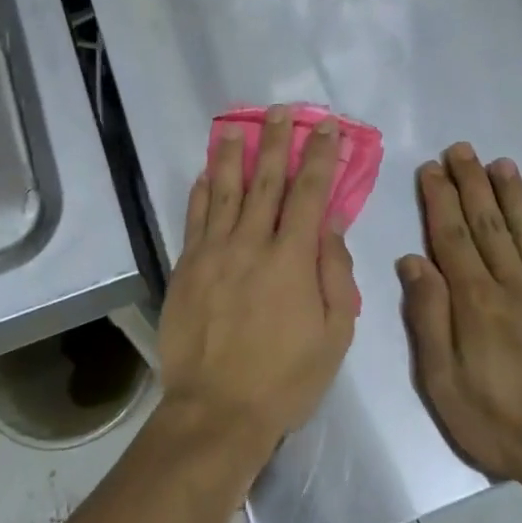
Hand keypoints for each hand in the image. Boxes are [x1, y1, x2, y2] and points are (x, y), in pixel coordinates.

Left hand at [157, 107, 360, 464]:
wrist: (216, 411)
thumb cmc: (284, 379)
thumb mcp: (334, 336)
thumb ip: (335, 274)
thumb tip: (329, 224)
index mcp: (292, 259)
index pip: (310, 194)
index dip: (319, 157)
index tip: (325, 127)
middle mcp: (251, 244)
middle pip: (266, 181)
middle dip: (276, 142)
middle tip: (280, 111)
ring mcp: (213, 253)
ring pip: (223, 191)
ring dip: (231, 155)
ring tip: (235, 127)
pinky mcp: (186, 267)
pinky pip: (194, 219)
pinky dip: (200, 192)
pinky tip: (203, 173)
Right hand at [399, 145, 521, 497]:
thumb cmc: (502, 425)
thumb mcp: (444, 385)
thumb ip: (428, 319)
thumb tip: (413, 261)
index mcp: (476, 304)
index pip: (452, 238)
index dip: (441, 200)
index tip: (431, 168)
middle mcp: (513, 287)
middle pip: (488, 224)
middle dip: (472, 184)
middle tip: (461, 149)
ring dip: (511, 194)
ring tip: (499, 163)